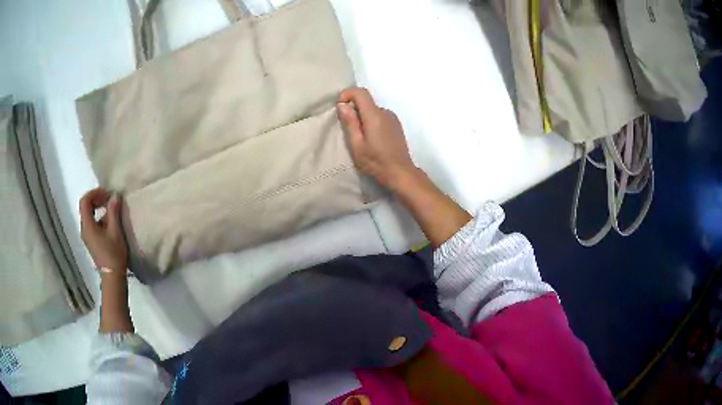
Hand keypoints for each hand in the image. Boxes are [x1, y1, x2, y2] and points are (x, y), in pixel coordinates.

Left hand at [79, 188, 127, 272]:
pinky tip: (110, 221)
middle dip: (97, 199)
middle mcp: (84, 229)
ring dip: (99, 208)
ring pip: (89, 215)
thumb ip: (113, 212)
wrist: (113, 277)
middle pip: (86, 207)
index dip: (94, 193)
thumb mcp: (115, 231)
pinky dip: (100, 217)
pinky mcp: (92, 241)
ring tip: (111, 208)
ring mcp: (87, 236)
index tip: (107, 193)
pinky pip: (92, 223)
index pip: (85, 201)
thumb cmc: (113, 254)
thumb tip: (115, 195)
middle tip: (109, 198)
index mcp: (87, 225)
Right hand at [337, 87, 418, 190]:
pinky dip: (372, 122)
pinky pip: (380, 116)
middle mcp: (385, 112)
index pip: (361, 92)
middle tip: (349, 130)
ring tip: (361, 138)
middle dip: (354, 110)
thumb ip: (350, 122)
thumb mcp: (357, 145)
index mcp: (374, 115)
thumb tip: (342, 104)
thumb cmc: (376, 162)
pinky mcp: (396, 124)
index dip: (347, 94)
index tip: (340, 106)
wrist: (400, 172)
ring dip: (363, 117)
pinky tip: (372, 139)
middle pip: (366, 101)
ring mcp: (393, 118)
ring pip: (373, 110)